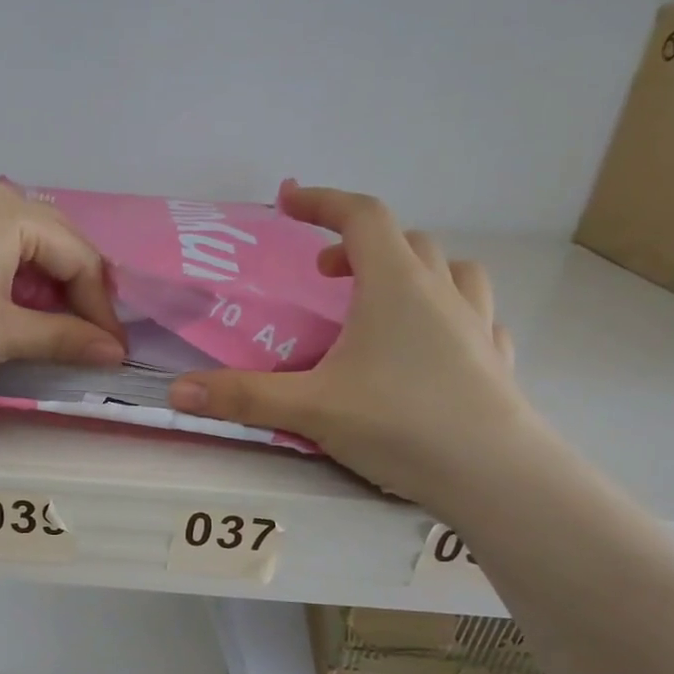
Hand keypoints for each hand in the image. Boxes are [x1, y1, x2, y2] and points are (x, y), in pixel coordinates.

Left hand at [0, 181, 127, 412]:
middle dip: (74, 286)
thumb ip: (64, 337)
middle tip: (88, 332)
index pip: (76, 253)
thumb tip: (114, 352)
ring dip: (39, 280)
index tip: (113, 346)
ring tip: (49, 324)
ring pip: (11, 240)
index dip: (100, 304)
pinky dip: (3, 275)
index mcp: (5, 210)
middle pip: (48, 237)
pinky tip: (2, 307)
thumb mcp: (4, 336)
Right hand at [169, 183, 531, 506]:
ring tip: (383, 302)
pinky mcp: (495, 359)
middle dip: (359, 245)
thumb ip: (241, 397)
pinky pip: (475, 317)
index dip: (322, 202)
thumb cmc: (399, 423)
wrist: (494, 474)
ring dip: (413, 272)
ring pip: (451, 271)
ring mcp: (476, 324)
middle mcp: (440, 292)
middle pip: (404, 241)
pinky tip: (435, 346)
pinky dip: (449, 315)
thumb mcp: (309, 408)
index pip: (360, 217)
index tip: (288, 200)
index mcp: (394, 286)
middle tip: (325, 276)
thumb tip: (177, 391)